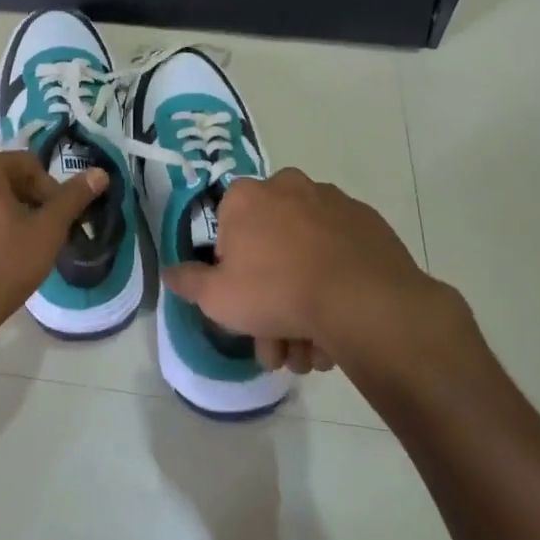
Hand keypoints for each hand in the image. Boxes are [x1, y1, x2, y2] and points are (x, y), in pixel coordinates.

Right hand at [163, 169, 477, 382]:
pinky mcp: (369, 222)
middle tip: (278, 346)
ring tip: (311, 353)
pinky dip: (334, 285)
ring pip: (306, 255)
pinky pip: (339, 254)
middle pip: (270, 247)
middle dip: (270, 301)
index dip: (231, 270)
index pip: (227, 228)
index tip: (242, 302)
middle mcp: (288, 186)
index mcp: (247, 195)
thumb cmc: (276, 291)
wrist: (364, 302)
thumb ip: (188, 282)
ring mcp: (333, 202)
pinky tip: (337, 327)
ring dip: (303, 304)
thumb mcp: (216, 297)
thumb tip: (170, 271)